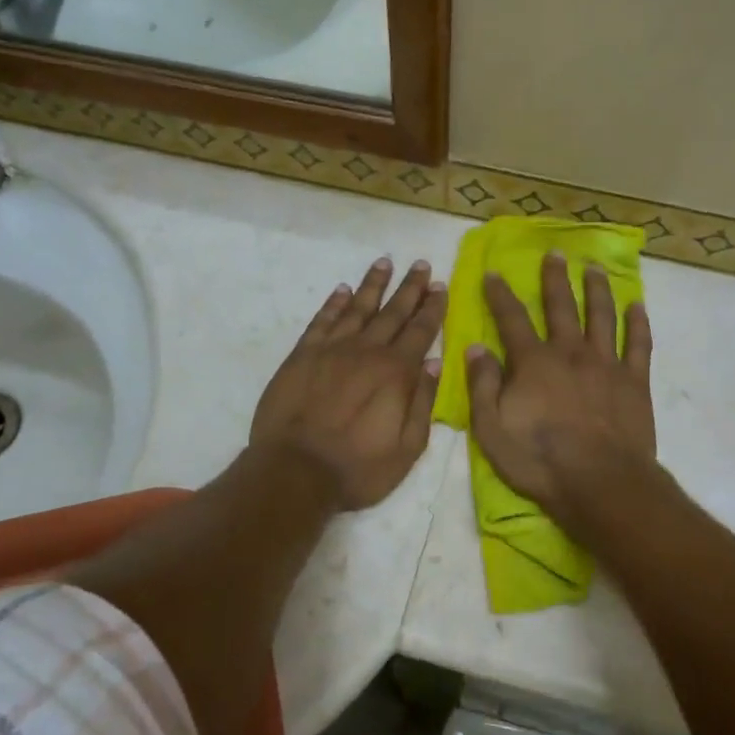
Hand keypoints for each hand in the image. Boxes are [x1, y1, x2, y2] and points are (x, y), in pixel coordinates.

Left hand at [251, 257, 446, 509]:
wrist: (295, 471)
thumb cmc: (358, 468)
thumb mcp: (407, 448)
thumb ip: (423, 403)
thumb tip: (435, 363)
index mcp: (396, 373)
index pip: (420, 331)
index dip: (432, 307)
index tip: (439, 284)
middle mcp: (367, 351)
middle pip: (393, 312)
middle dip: (409, 288)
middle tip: (420, 264)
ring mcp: (332, 350)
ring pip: (357, 307)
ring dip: (373, 285)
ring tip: (384, 262)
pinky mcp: (302, 355)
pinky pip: (322, 321)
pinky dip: (334, 303)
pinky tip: (342, 290)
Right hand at [467, 254, 657, 527]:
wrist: (600, 483)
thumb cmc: (539, 460)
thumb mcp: (491, 428)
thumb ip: (482, 385)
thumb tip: (475, 348)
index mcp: (533, 362)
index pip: (512, 319)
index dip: (500, 295)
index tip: (493, 273)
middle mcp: (570, 352)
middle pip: (561, 306)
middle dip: (554, 279)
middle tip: (554, 254)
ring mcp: (606, 364)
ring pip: (601, 316)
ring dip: (596, 289)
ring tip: (593, 269)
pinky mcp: (634, 381)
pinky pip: (638, 344)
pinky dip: (637, 323)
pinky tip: (637, 306)